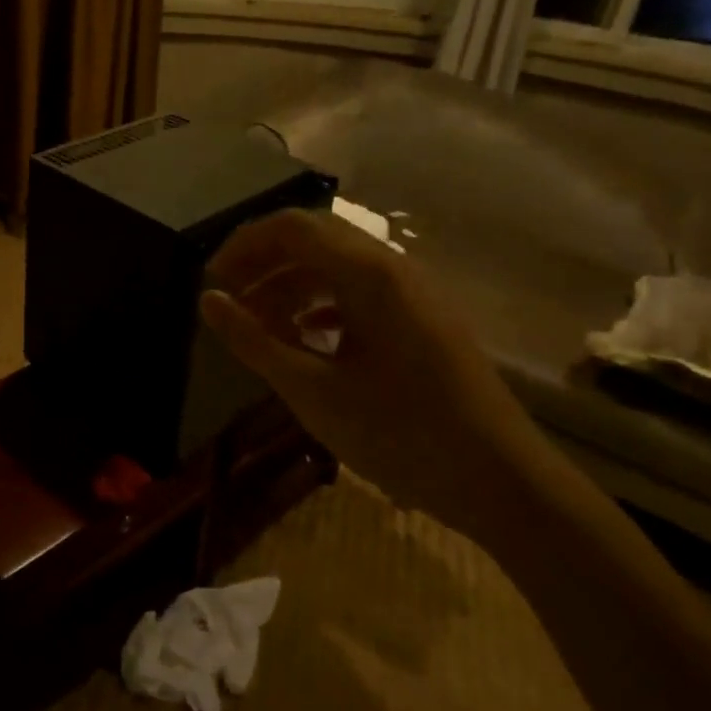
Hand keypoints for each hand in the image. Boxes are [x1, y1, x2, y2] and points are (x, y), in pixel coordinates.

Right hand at [200, 207, 552, 545]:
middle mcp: (393, 268)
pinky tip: (304, 338)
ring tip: (258, 324)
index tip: (211, 283)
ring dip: (291, 284)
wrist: (502, 482)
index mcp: (369, 274)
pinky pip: (360, 292)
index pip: (291, 228)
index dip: (243, 246)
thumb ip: (254, 341)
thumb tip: (208, 300)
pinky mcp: (422, 319)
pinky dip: (322, 304)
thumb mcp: (313, 391)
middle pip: (314, 239)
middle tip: (229, 299)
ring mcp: (413, 293)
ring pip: (336, 266)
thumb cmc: (400, 434)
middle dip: (264, 262)